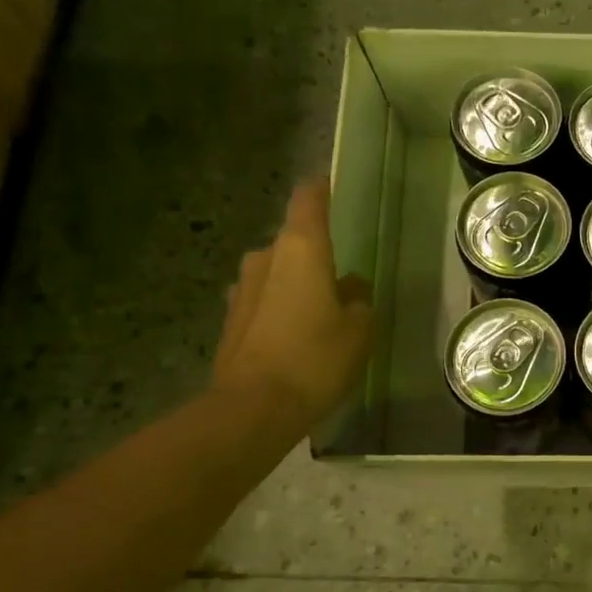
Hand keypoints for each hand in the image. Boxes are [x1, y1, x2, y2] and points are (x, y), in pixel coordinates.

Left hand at [213, 178, 373, 430]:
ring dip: (298, 285)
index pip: (309, 200)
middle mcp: (265, 258)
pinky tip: (297, 337)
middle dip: (316, 256)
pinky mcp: (231, 319)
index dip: (321, 188)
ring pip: (278, 274)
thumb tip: (351, 286)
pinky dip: (282, 310)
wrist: (253, 408)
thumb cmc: (316, 358)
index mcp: (300, 249)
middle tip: (342, 281)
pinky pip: (265, 301)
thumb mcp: (359, 329)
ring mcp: (242, 289)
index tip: (331, 183)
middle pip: (294, 242)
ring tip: (322, 313)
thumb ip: (359, 299)